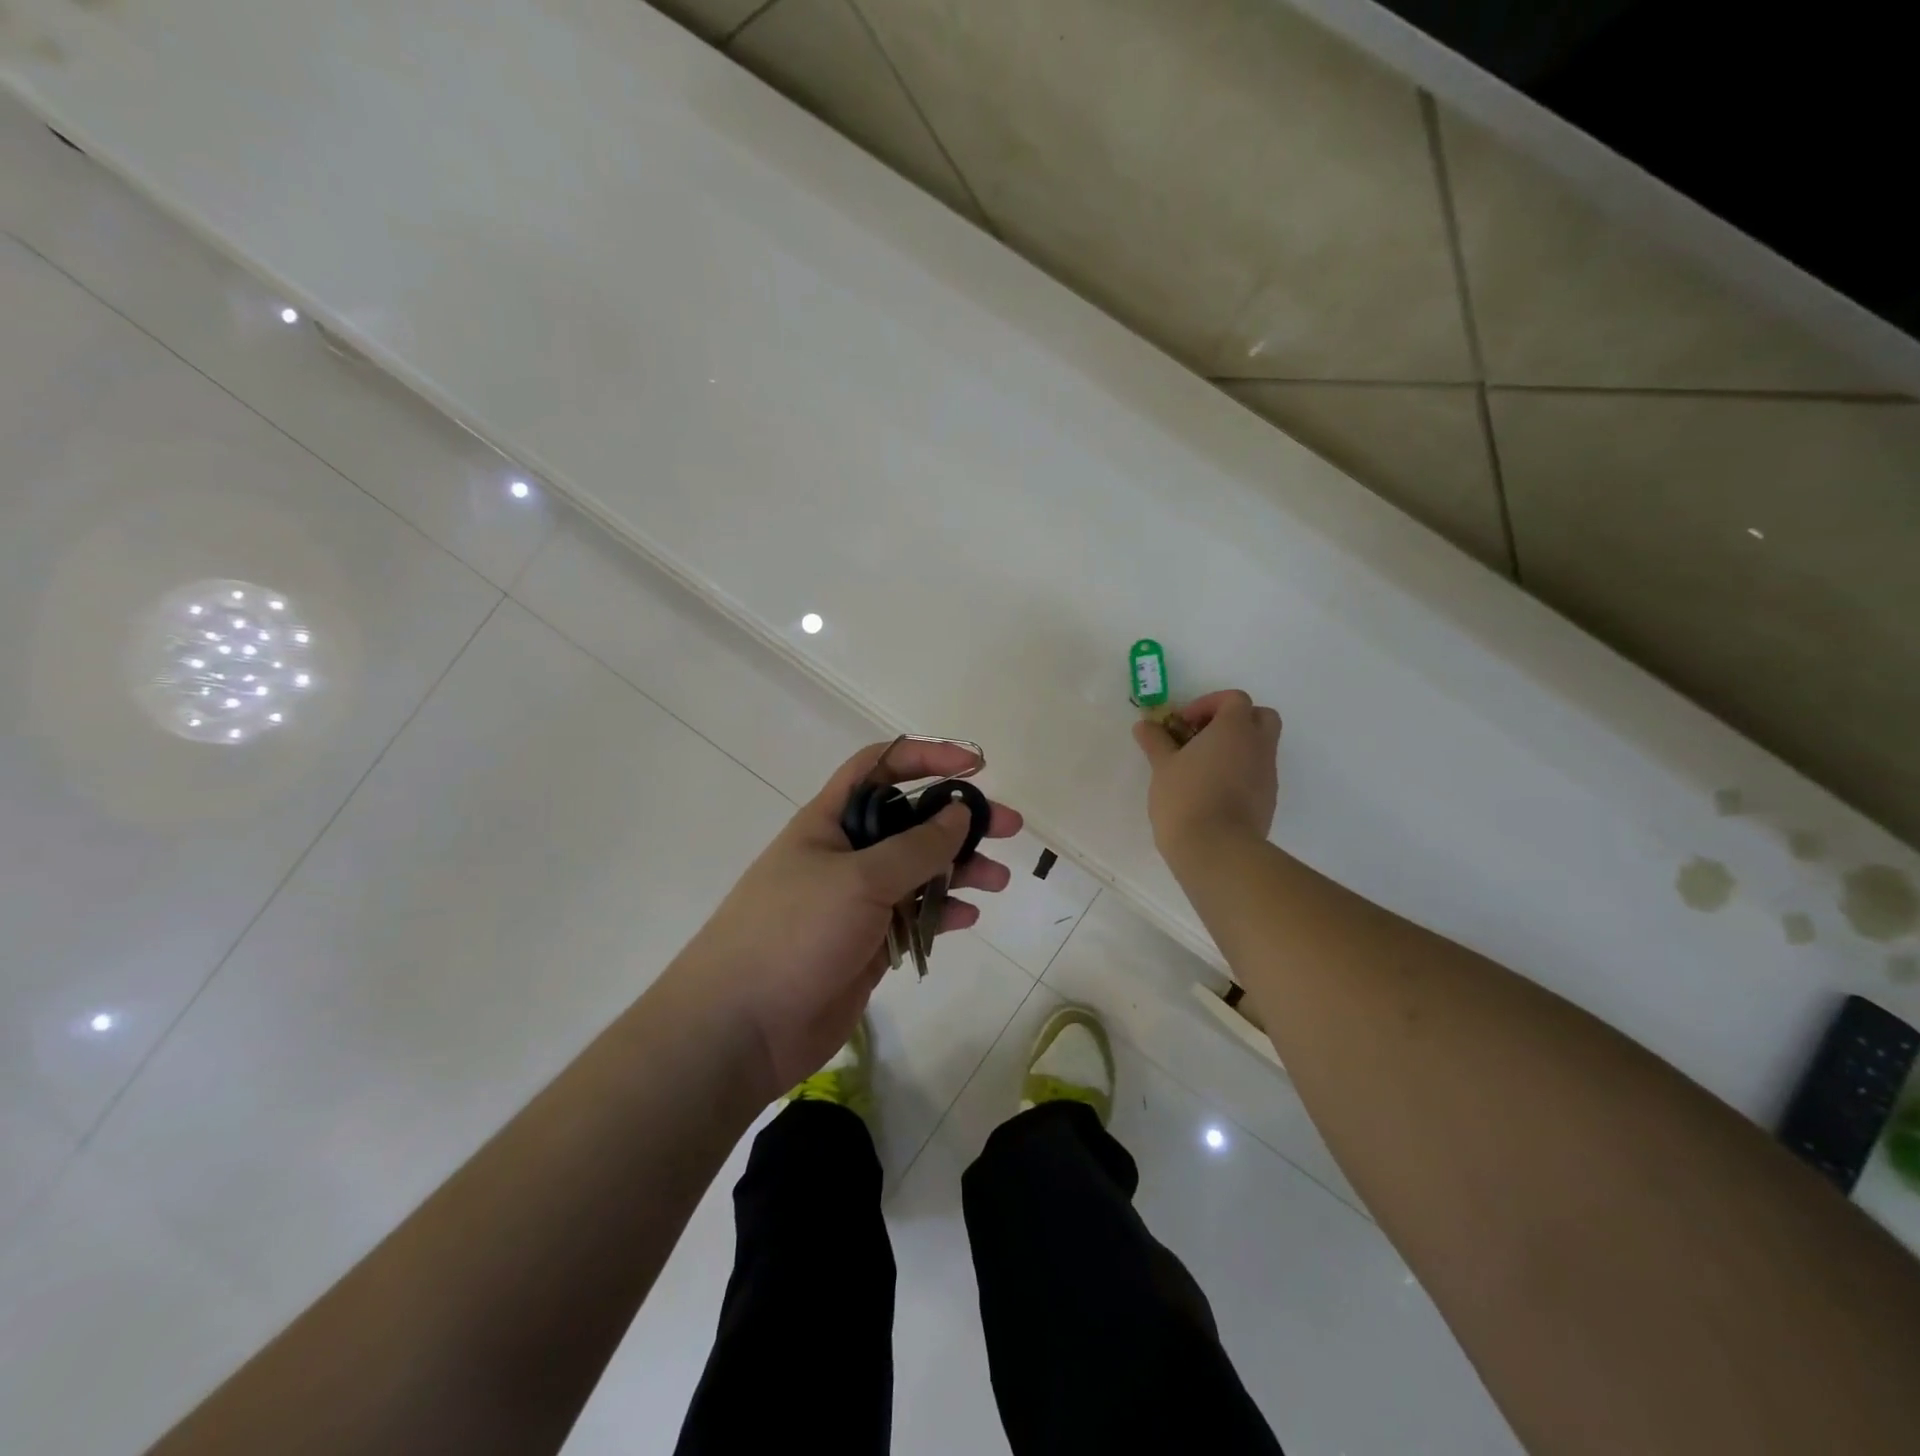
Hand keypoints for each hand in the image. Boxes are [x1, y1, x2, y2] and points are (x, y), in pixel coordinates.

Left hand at [672, 740, 1021, 1097]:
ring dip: (958, 870)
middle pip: (910, 821)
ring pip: (918, 872)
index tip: (975, 765)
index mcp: (830, 821)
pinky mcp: (866, 943)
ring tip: (998, 880)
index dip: (926, 756)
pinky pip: (913, 917)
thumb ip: (916, 846)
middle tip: (1009, 828)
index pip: (880, 767)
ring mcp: (856, 901)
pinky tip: (967, 917)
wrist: (741, 1028)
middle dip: (958, 820)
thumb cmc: (794, 933)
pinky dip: (941, 913)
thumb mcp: (859, 880)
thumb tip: (958, 811)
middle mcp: (845, 854)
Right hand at [1133, 689, 1281, 863]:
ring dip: (1236, 749)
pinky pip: (1257, 774)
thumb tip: (1145, 725)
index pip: (1234, 699)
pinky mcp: (1268, 800)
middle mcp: (1258, 746)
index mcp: (1235, 729)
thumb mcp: (1162, 766)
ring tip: (1202, 768)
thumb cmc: (1186, 798)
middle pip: (1260, 716)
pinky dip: (1239, 773)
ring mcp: (1267, 774)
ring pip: (1259, 747)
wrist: (1217, 850)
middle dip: (1234, 721)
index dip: (1208, 704)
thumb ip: (1156, 741)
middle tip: (1203, 737)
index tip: (1183, 723)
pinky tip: (1212, 792)